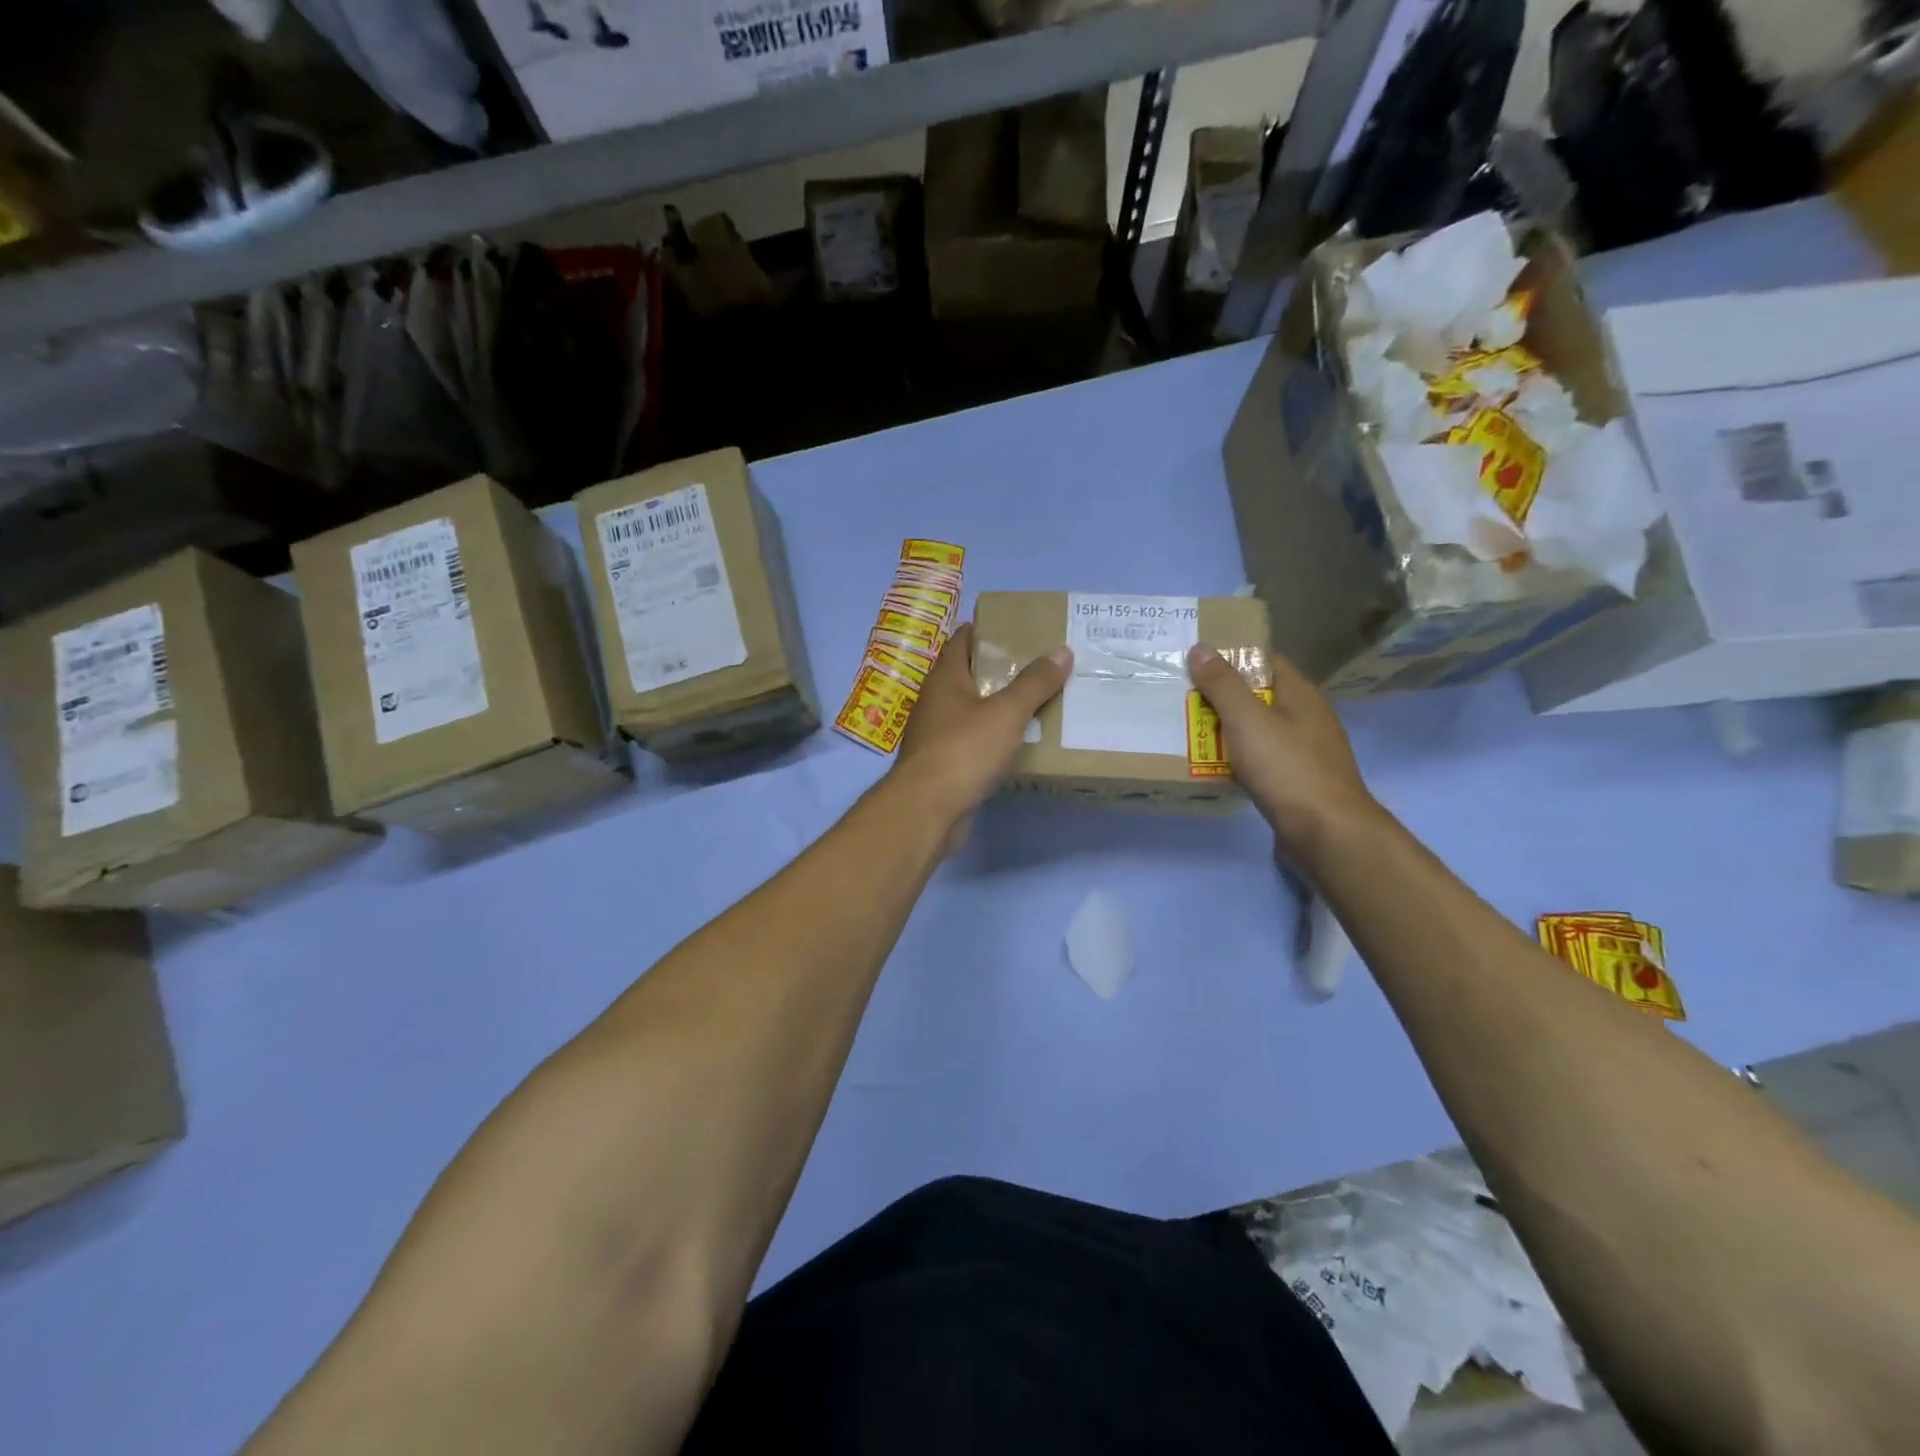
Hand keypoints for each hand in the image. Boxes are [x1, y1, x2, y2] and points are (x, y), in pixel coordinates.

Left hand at [894, 623, 1071, 826]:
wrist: (927, 809)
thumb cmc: (963, 750)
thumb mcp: (1006, 712)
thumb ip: (1035, 683)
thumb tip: (1062, 650)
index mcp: (944, 678)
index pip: (962, 640)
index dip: (987, 630)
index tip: (1018, 628)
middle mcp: (936, 701)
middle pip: (969, 675)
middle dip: (1001, 669)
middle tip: (1040, 665)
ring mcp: (936, 734)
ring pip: (972, 710)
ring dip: (999, 706)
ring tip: (1037, 701)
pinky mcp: (944, 764)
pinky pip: (973, 741)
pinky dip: (994, 737)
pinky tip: (1019, 743)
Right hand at [1186, 642, 1381, 860]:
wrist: (1327, 833)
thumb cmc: (1287, 768)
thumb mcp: (1248, 720)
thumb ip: (1223, 684)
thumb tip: (1201, 648)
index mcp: (1300, 694)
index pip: (1265, 660)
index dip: (1232, 655)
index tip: (1196, 658)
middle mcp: (1306, 718)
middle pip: (1258, 697)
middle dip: (1221, 696)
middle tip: (1181, 696)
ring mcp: (1304, 752)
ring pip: (1257, 731)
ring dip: (1226, 731)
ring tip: (1187, 730)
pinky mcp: (1296, 782)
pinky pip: (1260, 761)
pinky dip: (1236, 760)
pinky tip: (1213, 768)